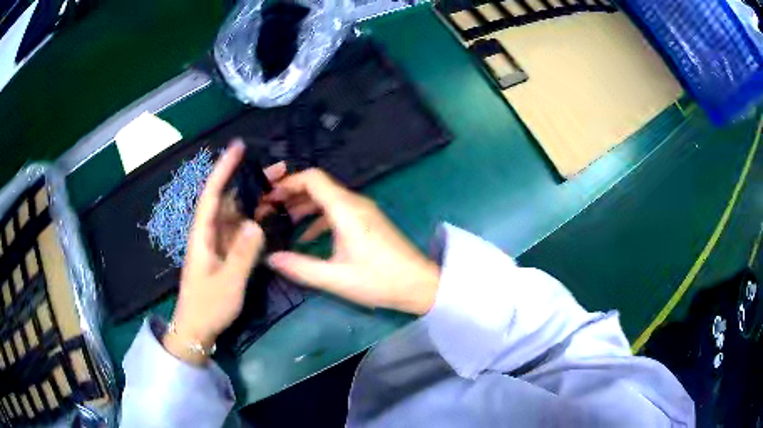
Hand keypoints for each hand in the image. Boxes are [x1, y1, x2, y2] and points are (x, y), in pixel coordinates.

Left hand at [164, 141, 285, 363]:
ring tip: (282, 188)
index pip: (212, 193)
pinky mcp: (226, 253)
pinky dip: (256, 219)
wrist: (197, 328)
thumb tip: (257, 223)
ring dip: (257, 199)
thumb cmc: (208, 305)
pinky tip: (272, 216)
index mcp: (203, 234)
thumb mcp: (227, 282)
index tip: (238, 147)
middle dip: (251, 181)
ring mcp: (219, 243)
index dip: (224, 169)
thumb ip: (243, 254)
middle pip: (229, 199)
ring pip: (237, 213)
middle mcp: (210, 232)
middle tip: (281, 171)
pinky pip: (242, 230)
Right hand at [265, 169, 440, 314]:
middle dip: (291, 195)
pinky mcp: (368, 221)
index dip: (288, 183)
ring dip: (304, 206)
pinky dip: (318, 217)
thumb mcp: (335, 278)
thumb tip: (270, 258)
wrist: (420, 284)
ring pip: (327, 198)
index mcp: (346, 209)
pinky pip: (337, 210)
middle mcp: (354, 203)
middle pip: (318, 186)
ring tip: (282, 222)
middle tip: (268, 211)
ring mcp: (363, 211)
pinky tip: (306, 236)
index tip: (268, 197)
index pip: (313, 178)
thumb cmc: (379, 280)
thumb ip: (300, 267)